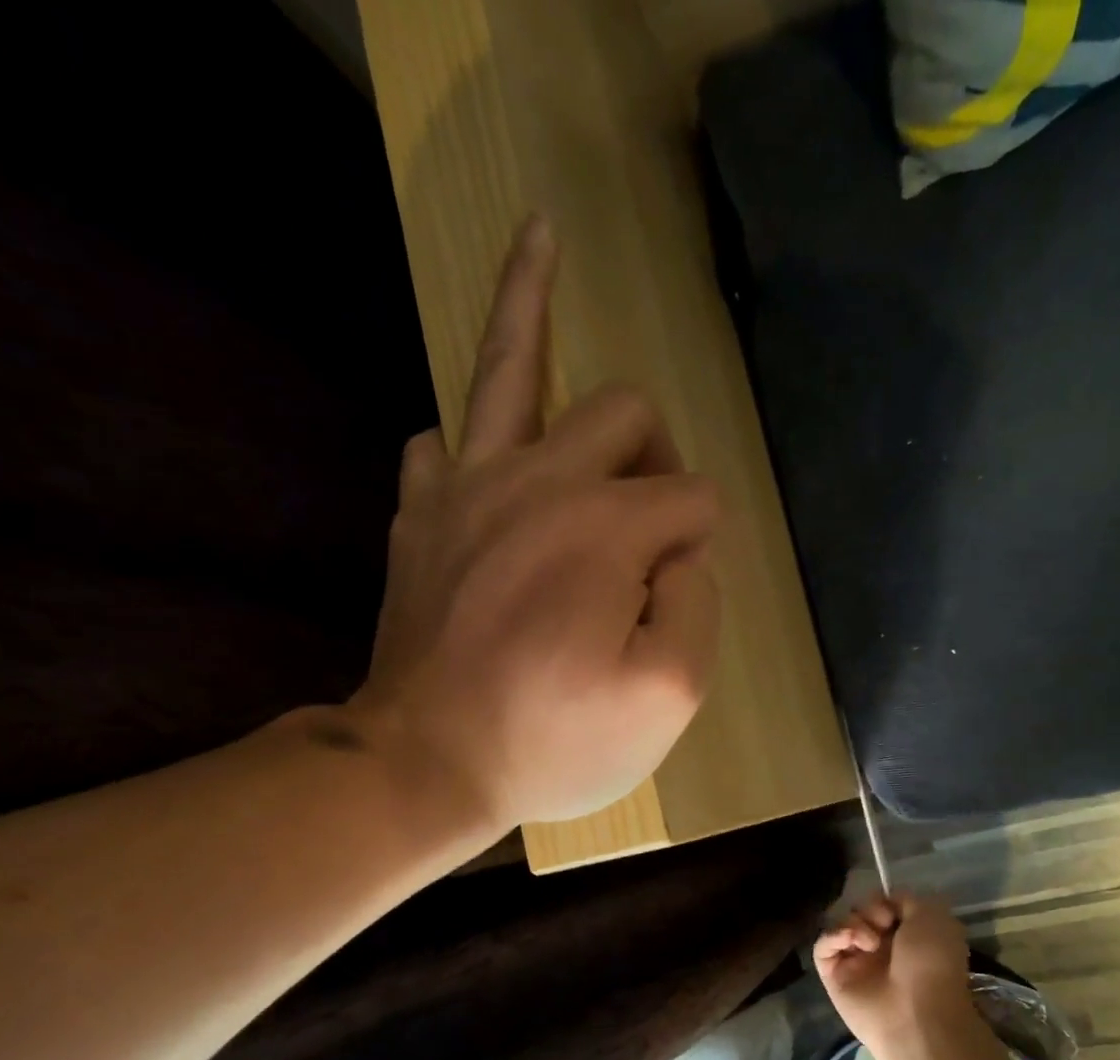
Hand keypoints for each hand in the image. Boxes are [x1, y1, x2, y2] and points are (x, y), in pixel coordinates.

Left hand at [345, 215, 721, 827]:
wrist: (422, 765)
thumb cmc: (553, 740)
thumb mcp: (668, 697)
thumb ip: (699, 605)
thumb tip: (683, 554)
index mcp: (606, 525)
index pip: (692, 499)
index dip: (698, 550)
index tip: (668, 605)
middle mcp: (538, 480)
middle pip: (625, 412)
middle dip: (657, 457)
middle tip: (650, 518)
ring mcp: (466, 489)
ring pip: (507, 367)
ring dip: (531, 300)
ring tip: (541, 234)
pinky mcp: (420, 517)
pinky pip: (441, 442)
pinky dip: (473, 443)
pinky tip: (485, 456)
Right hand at [813, 893, 980, 1059]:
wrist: (916, 1012)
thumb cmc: (931, 963)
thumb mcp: (932, 916)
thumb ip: (906, 899)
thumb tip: (886, 902)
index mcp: (907, 937)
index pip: (883, 906)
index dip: (885, 901)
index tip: (893, 911)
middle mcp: (881, 949)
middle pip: (860, 912)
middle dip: (869, 910)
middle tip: (882, 925)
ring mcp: (856, 962)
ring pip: (840, 925)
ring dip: (854, 924)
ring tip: (869, 942)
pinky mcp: (833, 976)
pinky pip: (823, 946)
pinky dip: (833, 937)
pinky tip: (851, 942)